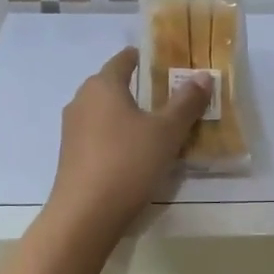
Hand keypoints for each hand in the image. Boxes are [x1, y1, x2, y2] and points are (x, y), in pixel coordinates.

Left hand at [47, 47, 209, 237]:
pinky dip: (116, 136)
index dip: (144, 58)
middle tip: (169, 97)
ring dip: (127, 115)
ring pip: (105, 112)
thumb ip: (186, 103)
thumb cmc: (128, 162)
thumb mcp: (166, 132)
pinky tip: (134, 153)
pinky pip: (98, 135)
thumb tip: (203, 76)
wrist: (85, 214)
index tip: (165, 63)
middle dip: (138, 88)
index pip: (124, 60)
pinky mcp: (70, 156)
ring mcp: (72, 130)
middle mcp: (81, 101)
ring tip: (155, 127)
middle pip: (112, 85)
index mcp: (102, 85)